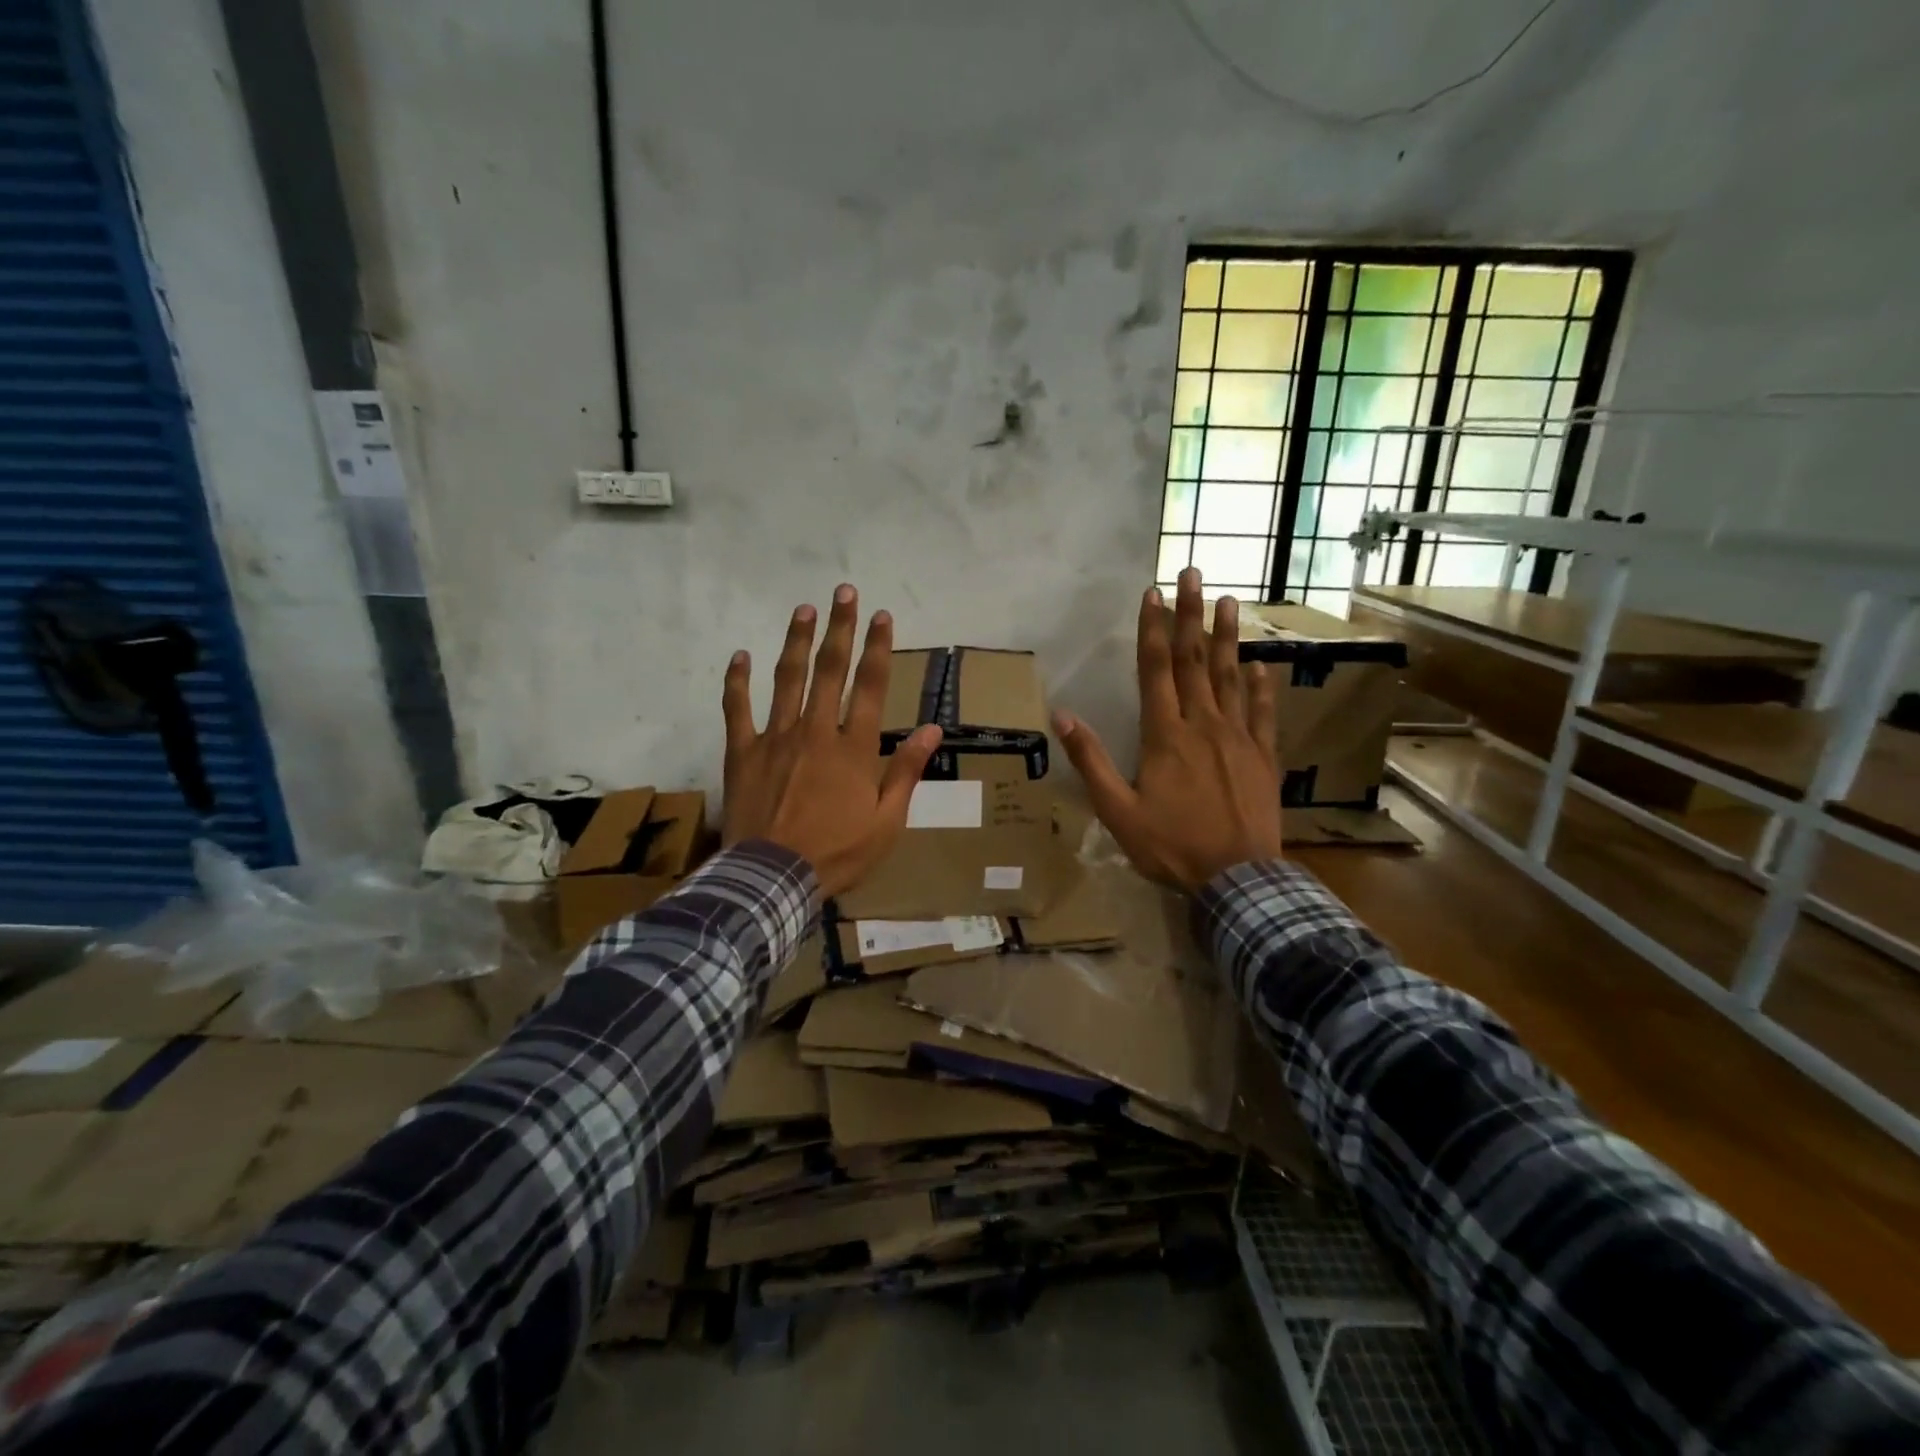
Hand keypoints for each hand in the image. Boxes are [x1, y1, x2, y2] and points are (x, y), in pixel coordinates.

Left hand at [722, 584, 942, 898]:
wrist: (774, 878)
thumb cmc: (837, 853)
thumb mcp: (887, 821)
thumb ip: (906, 771)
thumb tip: (932, 729)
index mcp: (853, 749)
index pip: (871, 687)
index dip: (878, 648)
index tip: (882, 615)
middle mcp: (816, 731)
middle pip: (830, 670)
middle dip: (839, 628)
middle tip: (843, 592)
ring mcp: (775, 738)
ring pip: (787, 679)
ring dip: (796, 641)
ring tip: (804, 609)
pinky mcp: (743, 752)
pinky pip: (737, 709)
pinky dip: (737, 681)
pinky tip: (739, 655)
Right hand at [1053, 568, 1281, 891]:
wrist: (1238, 879)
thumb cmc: (1171, 846)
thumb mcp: (1118, 811)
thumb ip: (1090, 761)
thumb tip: (1060, 716)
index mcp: (1165, 735)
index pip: (1155, 670)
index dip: (1152, 629)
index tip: (1154, 593)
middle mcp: (1203, 724)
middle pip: (1194, 661)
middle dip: (1191, 616)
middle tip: (1194, 574)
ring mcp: (1238, 738)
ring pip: (1232, 678)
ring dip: (1228, 638)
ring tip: (1229, 602)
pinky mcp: (1263, 756)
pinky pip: (1263, 713)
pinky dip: (1262, 687)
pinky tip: (1261, 666)